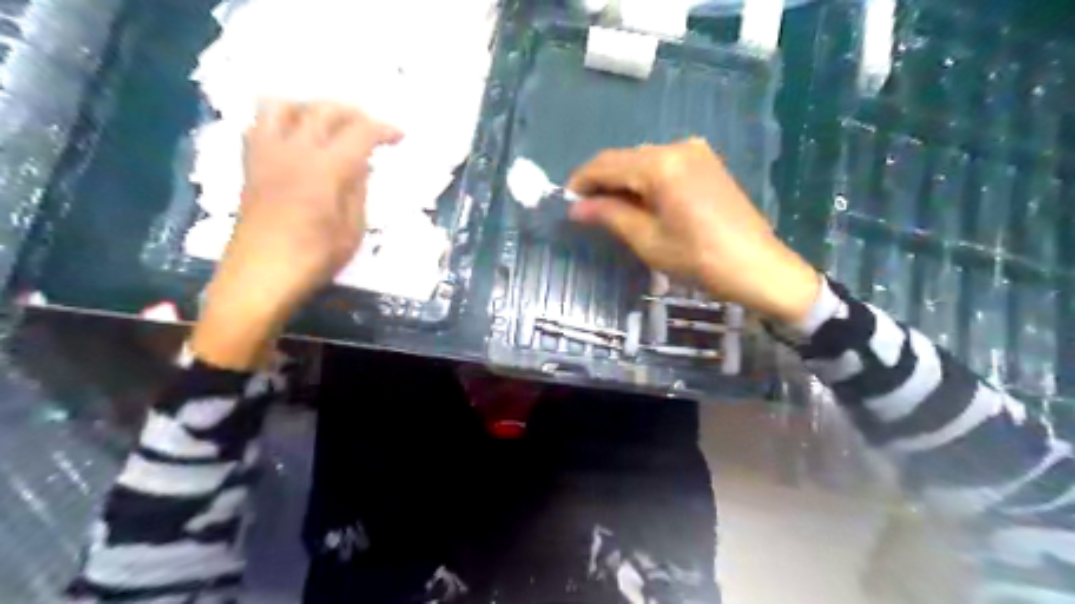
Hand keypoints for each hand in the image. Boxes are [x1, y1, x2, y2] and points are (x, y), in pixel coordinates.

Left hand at [192, 102, 400, 367]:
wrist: (260, 276)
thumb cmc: (314, 259)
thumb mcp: (353, 230)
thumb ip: (358, 190)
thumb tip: (361, 165)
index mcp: (326, 168)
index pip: (360, 132)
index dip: (384, 129)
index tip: (399, 137)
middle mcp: (294, 150)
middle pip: (324, 110)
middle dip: (353, 113)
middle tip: (371, 129)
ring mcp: (267, 154)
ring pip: (284, 105)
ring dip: (311, 107)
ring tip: (329, 124)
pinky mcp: (250, 164)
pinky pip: (260, 123)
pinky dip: (282, 120)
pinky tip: (296, 139)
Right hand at [567, 137, 820, 324]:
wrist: (756, 266)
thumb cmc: (698, 258)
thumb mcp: (647, 240)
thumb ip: (609, 215)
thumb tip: (576, 207)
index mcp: (660, 164)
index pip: (606, 163)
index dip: (581, 180)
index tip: (566, 201)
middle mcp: (677, 147)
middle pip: (625, 158)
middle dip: (602, 182)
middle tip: (586, 210)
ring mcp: (696, 152)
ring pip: (643, 161)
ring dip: (623, 181)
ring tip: (611, 211)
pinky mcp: (706, 163)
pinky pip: (664, 165)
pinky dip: (645, 181)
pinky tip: (641, 203)